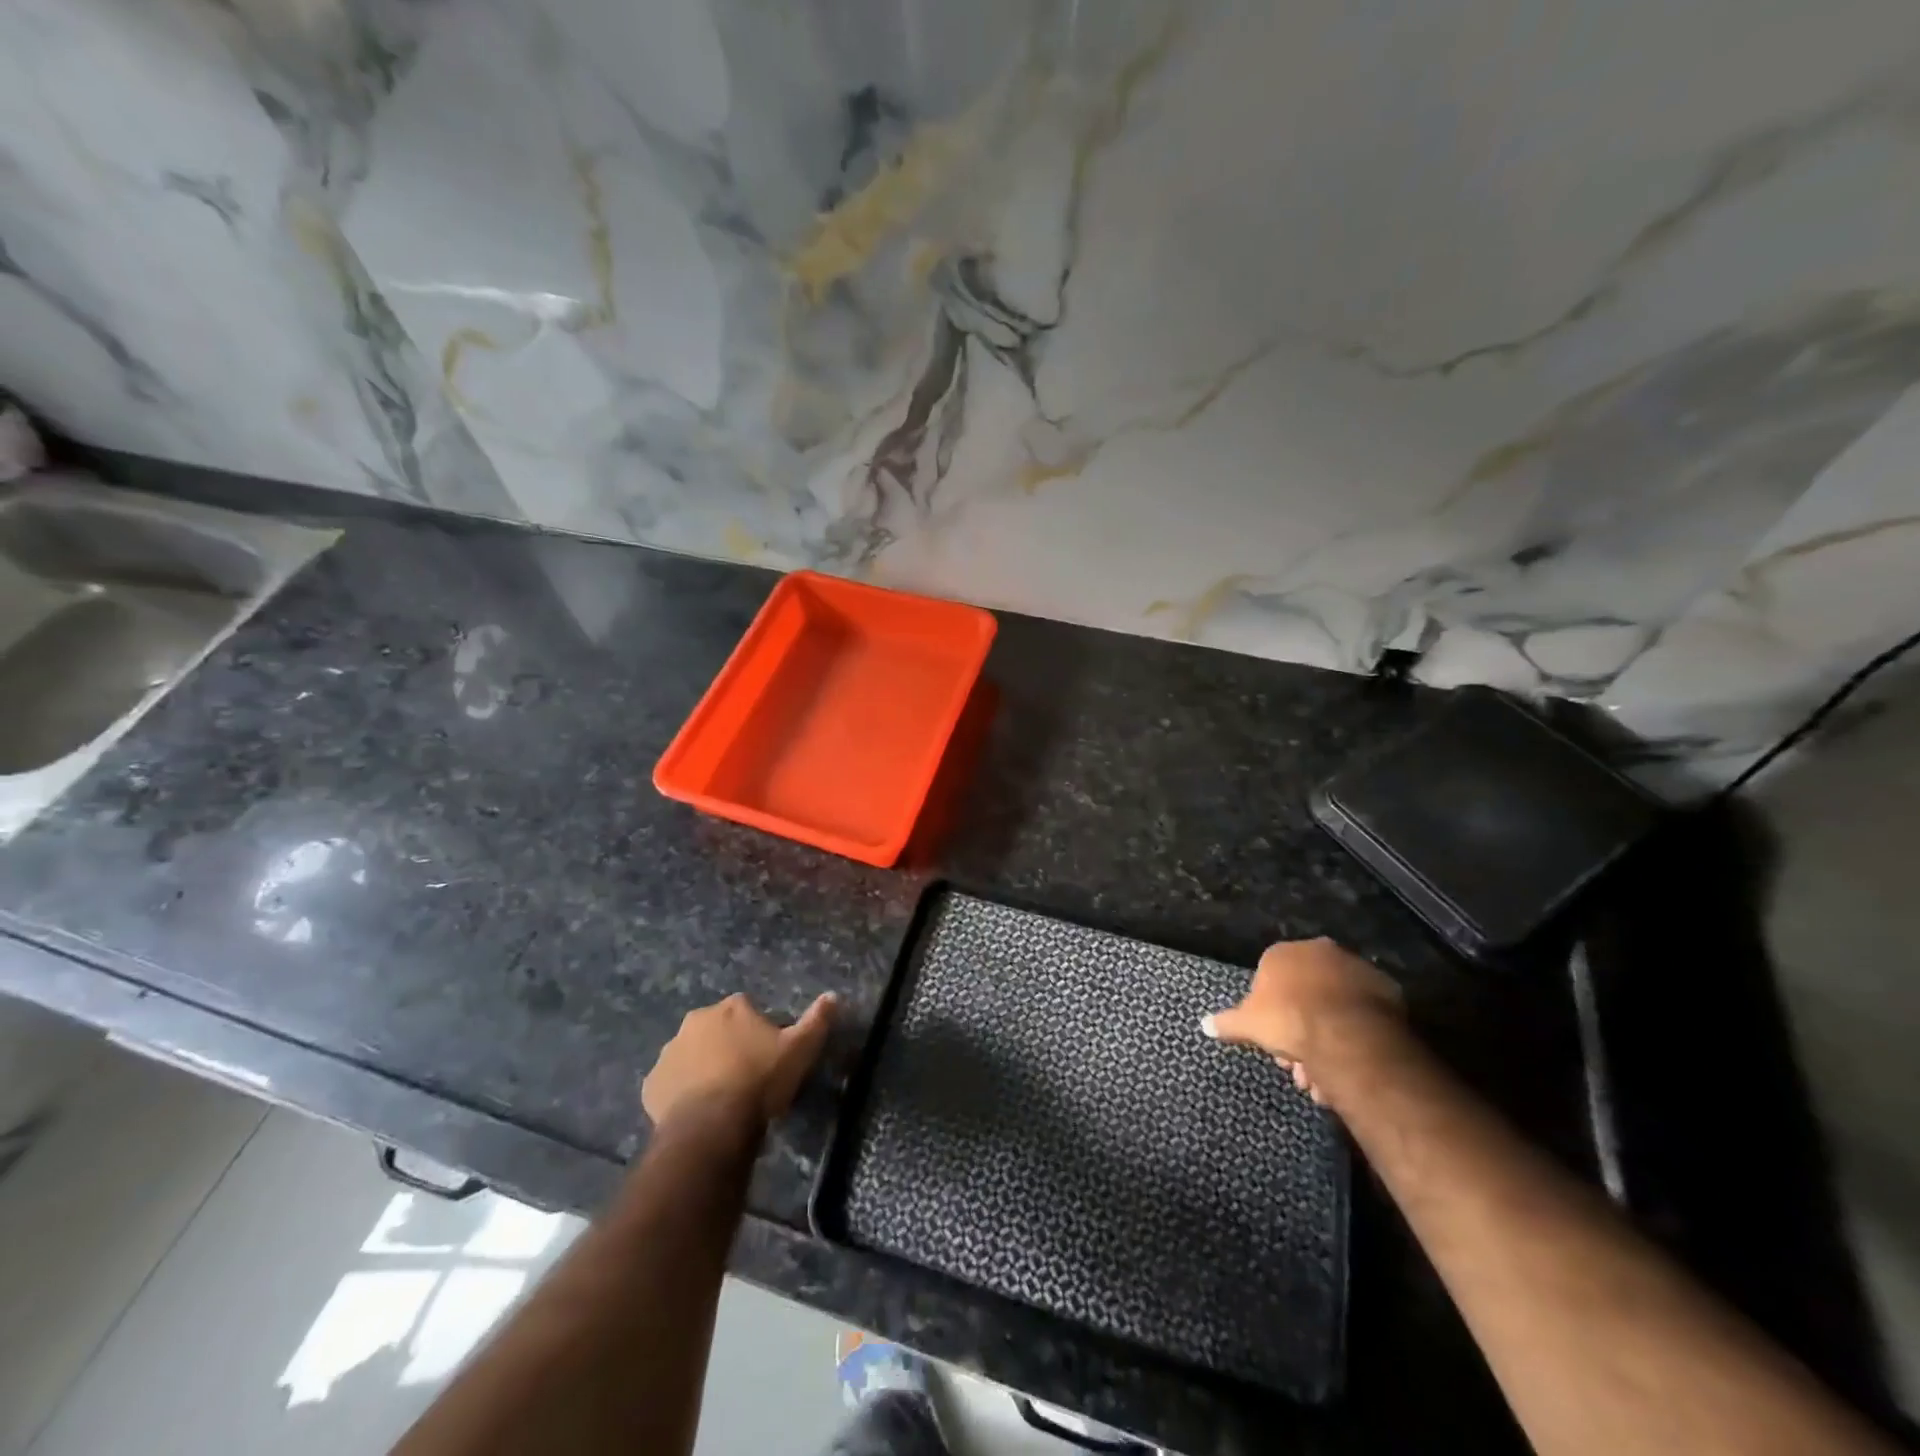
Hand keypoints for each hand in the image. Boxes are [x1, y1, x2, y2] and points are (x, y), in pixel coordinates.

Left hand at [642, 992, 836, 1128]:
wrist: (712, 1127)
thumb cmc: (759, 1081)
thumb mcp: (800, 1050)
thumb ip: (817, 1020)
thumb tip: (833, 996)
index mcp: (732, 1008)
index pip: (747, 1010)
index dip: (758, 1031)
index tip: (768, 1055)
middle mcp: (696, 1021)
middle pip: (716, 1029)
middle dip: (727, 1045)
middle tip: (744, 1075)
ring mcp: (669, 1052)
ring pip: (690, 1054)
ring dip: (702, 1067)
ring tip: (720, 1097)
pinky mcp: (651, 1085)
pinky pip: (670, 1083)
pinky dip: (680, 1092)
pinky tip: (697, 1111)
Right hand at [1202, 938, 1402, 1100]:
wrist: (1347, 1034)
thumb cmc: (1289, 1019)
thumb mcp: (1248, 1024)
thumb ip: (1227, 1023)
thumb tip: (1203, 1025)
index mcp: (1284, 953)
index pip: (1270, 980)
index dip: (1269, 1014)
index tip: (1273, 1042)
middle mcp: (1320, 952)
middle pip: (1304, 995)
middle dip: (1299, 1032)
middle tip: (1297, 1065)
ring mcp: (1355, 968)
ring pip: (1333, 1007)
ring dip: (1325, 1039)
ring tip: (1323, 1078)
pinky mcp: (1386, 990)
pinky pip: (1361, 1015)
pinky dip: (1353, 1036)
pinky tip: (1347, 1065)